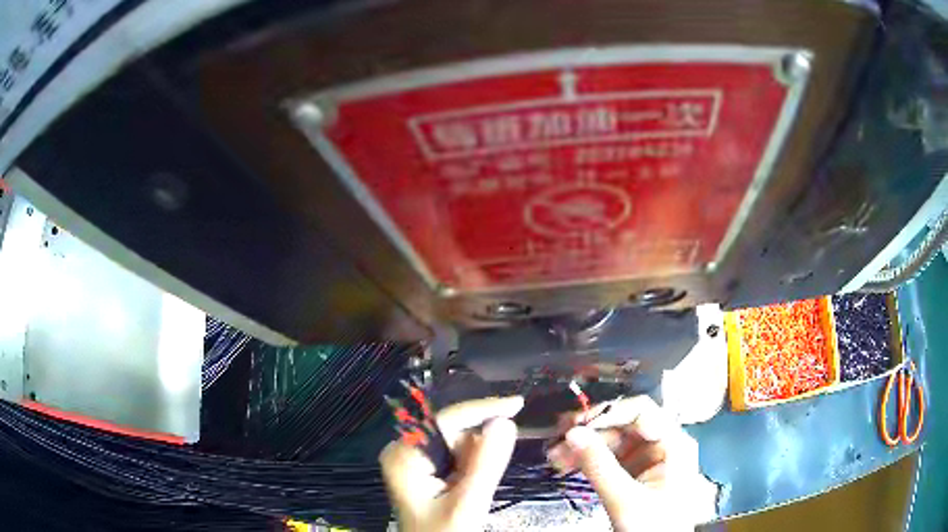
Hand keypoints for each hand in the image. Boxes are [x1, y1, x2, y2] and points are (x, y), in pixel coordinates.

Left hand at [379, 396, 523, 531]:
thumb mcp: (466, 504)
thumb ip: (485, 464)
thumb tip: (505, 422)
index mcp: (404, 455)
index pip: (446, 420)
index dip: (483, 409)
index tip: (518, 404)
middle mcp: (404, 450)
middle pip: (452, 432)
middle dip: (477, 449)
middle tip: (479, 482)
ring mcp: (413, 460)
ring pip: (457, 444)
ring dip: (475, 461)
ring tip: (469, 491)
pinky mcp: (424, 470)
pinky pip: (456, 457)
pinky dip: (471, 467)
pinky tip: (467, 488)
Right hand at [546, 396, 716, 530]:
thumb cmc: (654, 527)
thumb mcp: (625, 499)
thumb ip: (599, 466)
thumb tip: (573, 433)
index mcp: (674, 444)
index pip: (641, 411)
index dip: (608, 413)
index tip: (576, 424)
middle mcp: (663, 445)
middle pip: (624, 425)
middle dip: (589, 434)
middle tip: (558, 442)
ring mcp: (649, 459)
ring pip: (613, 441)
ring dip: (584, 448)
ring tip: (556, 458)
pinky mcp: (636, 473)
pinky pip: (610, 458)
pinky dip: (589, 461)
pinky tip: (567, 464)